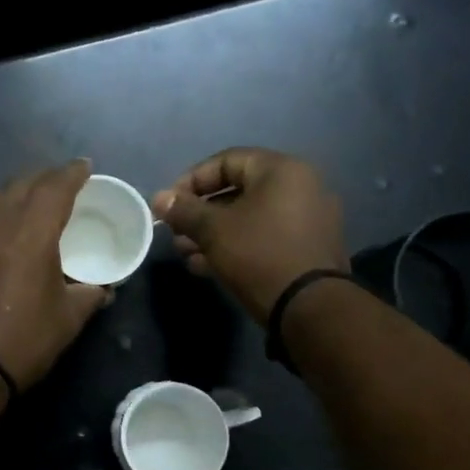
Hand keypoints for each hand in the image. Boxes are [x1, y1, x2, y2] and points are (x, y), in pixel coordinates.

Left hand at [0, 160, 113, 390]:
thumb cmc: (22, 342)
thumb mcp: (68, 320)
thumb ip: (89, 295)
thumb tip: (103, 288)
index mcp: (30, 235)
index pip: (54, 188)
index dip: (72, 173)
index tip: (85, 167)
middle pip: (21, 184)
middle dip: (45, 178)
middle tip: (63, 185)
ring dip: (16, 192)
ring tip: (30, 203)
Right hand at [152, 148, 347, 323]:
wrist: (309, 308)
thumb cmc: (259, 255)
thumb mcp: (214, 230)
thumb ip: (184, 210)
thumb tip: (159, 198)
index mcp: (281, 171)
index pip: (226, 160)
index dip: (191, 180)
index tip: (169, 204)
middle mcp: (300, 187)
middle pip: (237, 190)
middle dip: (200, 212)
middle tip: (175, 232)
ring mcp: (307, 219)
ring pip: (248, 217)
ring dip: (213, 232)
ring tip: (185, 252)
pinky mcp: (306, 248)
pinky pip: (264, 236)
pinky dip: (235, 245)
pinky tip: (206, 265)